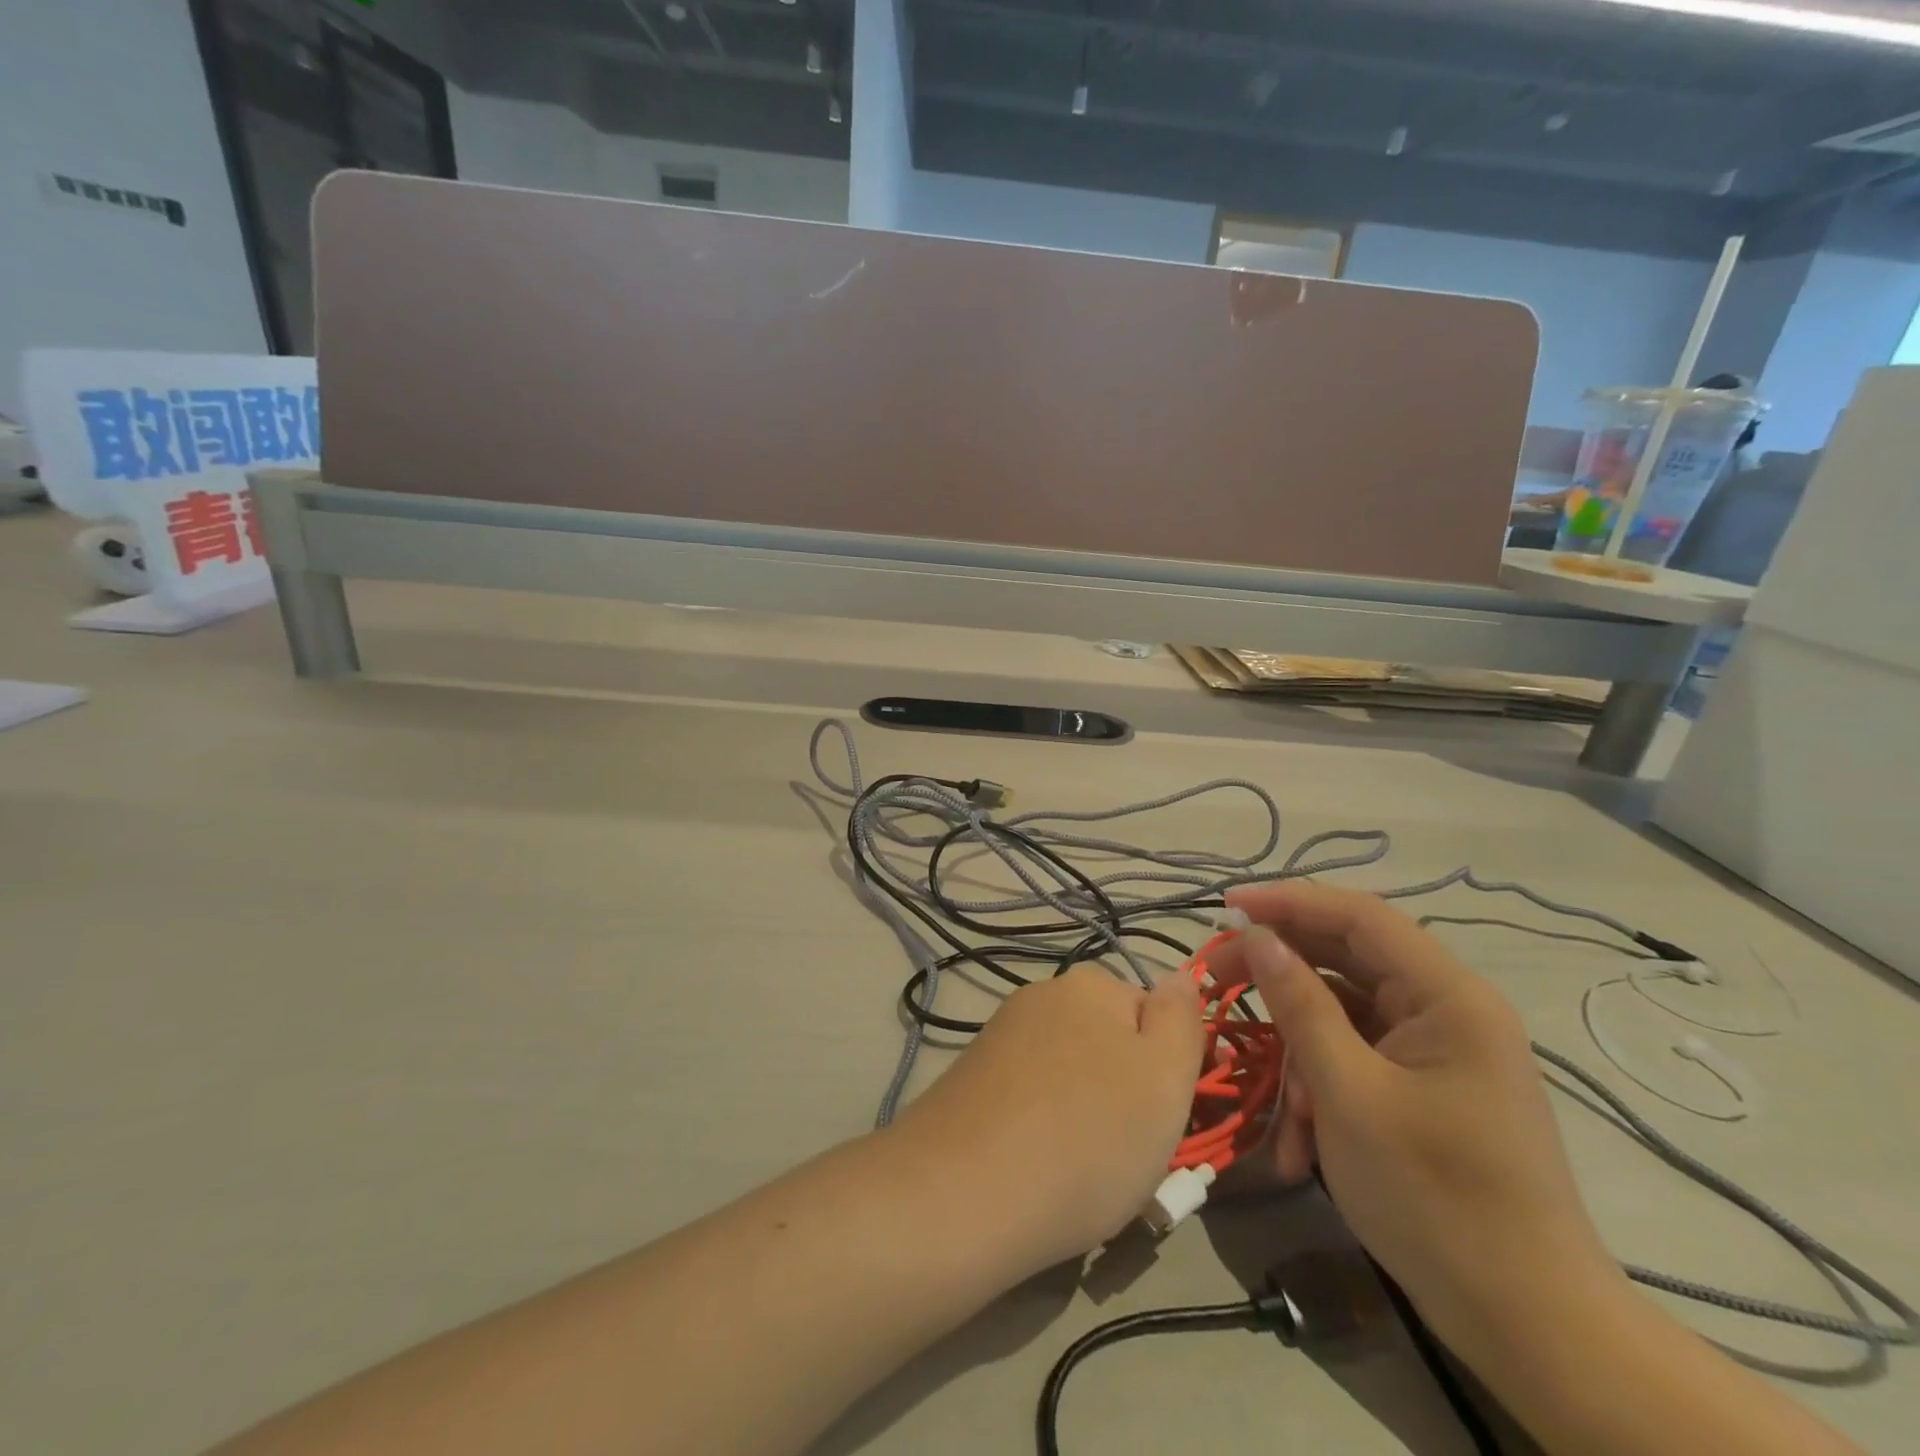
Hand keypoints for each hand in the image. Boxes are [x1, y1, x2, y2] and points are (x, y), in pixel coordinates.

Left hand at [890, 967, 1203, 1273]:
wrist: (965, 1192)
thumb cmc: (1088, 1135)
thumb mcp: (1165, 1076)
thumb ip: (1182, 1019)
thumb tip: (1178, 976)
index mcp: (1089, 986)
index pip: (1153, 1016)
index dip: (1170, 1070)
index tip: (1170, 1121)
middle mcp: (1040, 997)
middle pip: (1109, 1044)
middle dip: (1127, 1094)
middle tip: (1130, 1155)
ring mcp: (1000, 1036)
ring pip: (1070, 1075)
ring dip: (1087, 1115)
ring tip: (1085, 1175)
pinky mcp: (972, 1078)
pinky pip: (1030, 1098)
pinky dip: (1044, 1128)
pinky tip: (1039, 1169)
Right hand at [1207, 883, 1620, 1357]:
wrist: (1529, 1326)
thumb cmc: (1435, 1198)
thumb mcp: (1348, 1093)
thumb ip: (1300, 1005)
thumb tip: (1257, 937)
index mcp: (1447, 997)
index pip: (1359, 916)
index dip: (1289, 901)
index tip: (1226, 907)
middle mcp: (1447, 1010)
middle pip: (1346, 961)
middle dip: (1280, 975)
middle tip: (1217, 981)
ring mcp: (1436, 1052)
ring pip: (1344, 1017)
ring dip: (1300, 1052)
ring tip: (1278, 1108)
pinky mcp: (1425, 1088)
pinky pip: (1357, 1060)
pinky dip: (1322, 1088)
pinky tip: (1300, 1144)